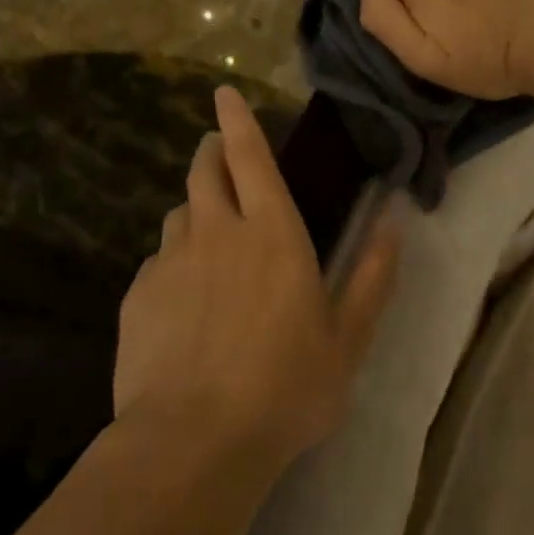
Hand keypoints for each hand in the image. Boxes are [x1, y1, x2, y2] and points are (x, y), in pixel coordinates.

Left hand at [115, 87, 401, 473]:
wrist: (194, 441)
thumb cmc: (286, 388)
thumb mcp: (347, 339)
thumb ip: (374, 276)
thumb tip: (395, 221)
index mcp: (272, 234)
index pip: (250, 157)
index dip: (238, 121)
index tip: (224, 93)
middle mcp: (217, 232)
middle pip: (205, 172)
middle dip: (211, 152)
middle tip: (216, 151)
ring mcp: (171, 261)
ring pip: (179, 213)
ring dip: (194, 208)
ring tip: (206, 231)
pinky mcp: (138, 294)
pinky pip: (157, 260)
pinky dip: (173, 260)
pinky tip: (181, 296)